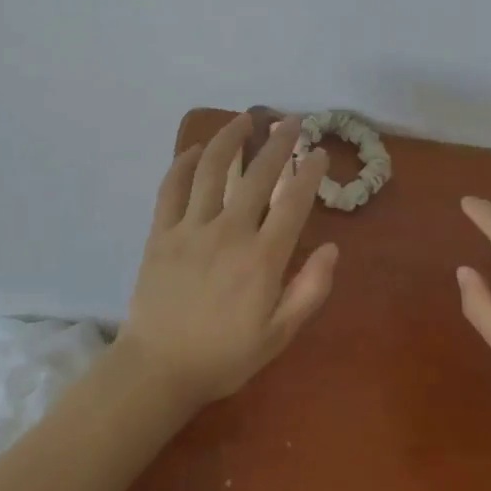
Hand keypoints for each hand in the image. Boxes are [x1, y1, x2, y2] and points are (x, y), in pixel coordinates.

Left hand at [118, 113, 337, 409]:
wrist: (158, 371)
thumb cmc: (224, 356)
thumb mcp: (278, 335)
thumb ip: (309, 290)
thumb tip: (332, 248)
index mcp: (262, 258)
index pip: (292, 202)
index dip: (309, 172)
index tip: (318, 152)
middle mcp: (229, 232)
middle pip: (258, 174)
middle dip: (278, 142)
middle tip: (291, 121)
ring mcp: (191, 228)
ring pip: (213, 169)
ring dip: (230, 138)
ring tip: (245, 118)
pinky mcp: (161, 232)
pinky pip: (172, 187)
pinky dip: (183, 163)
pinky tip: (195, 148)